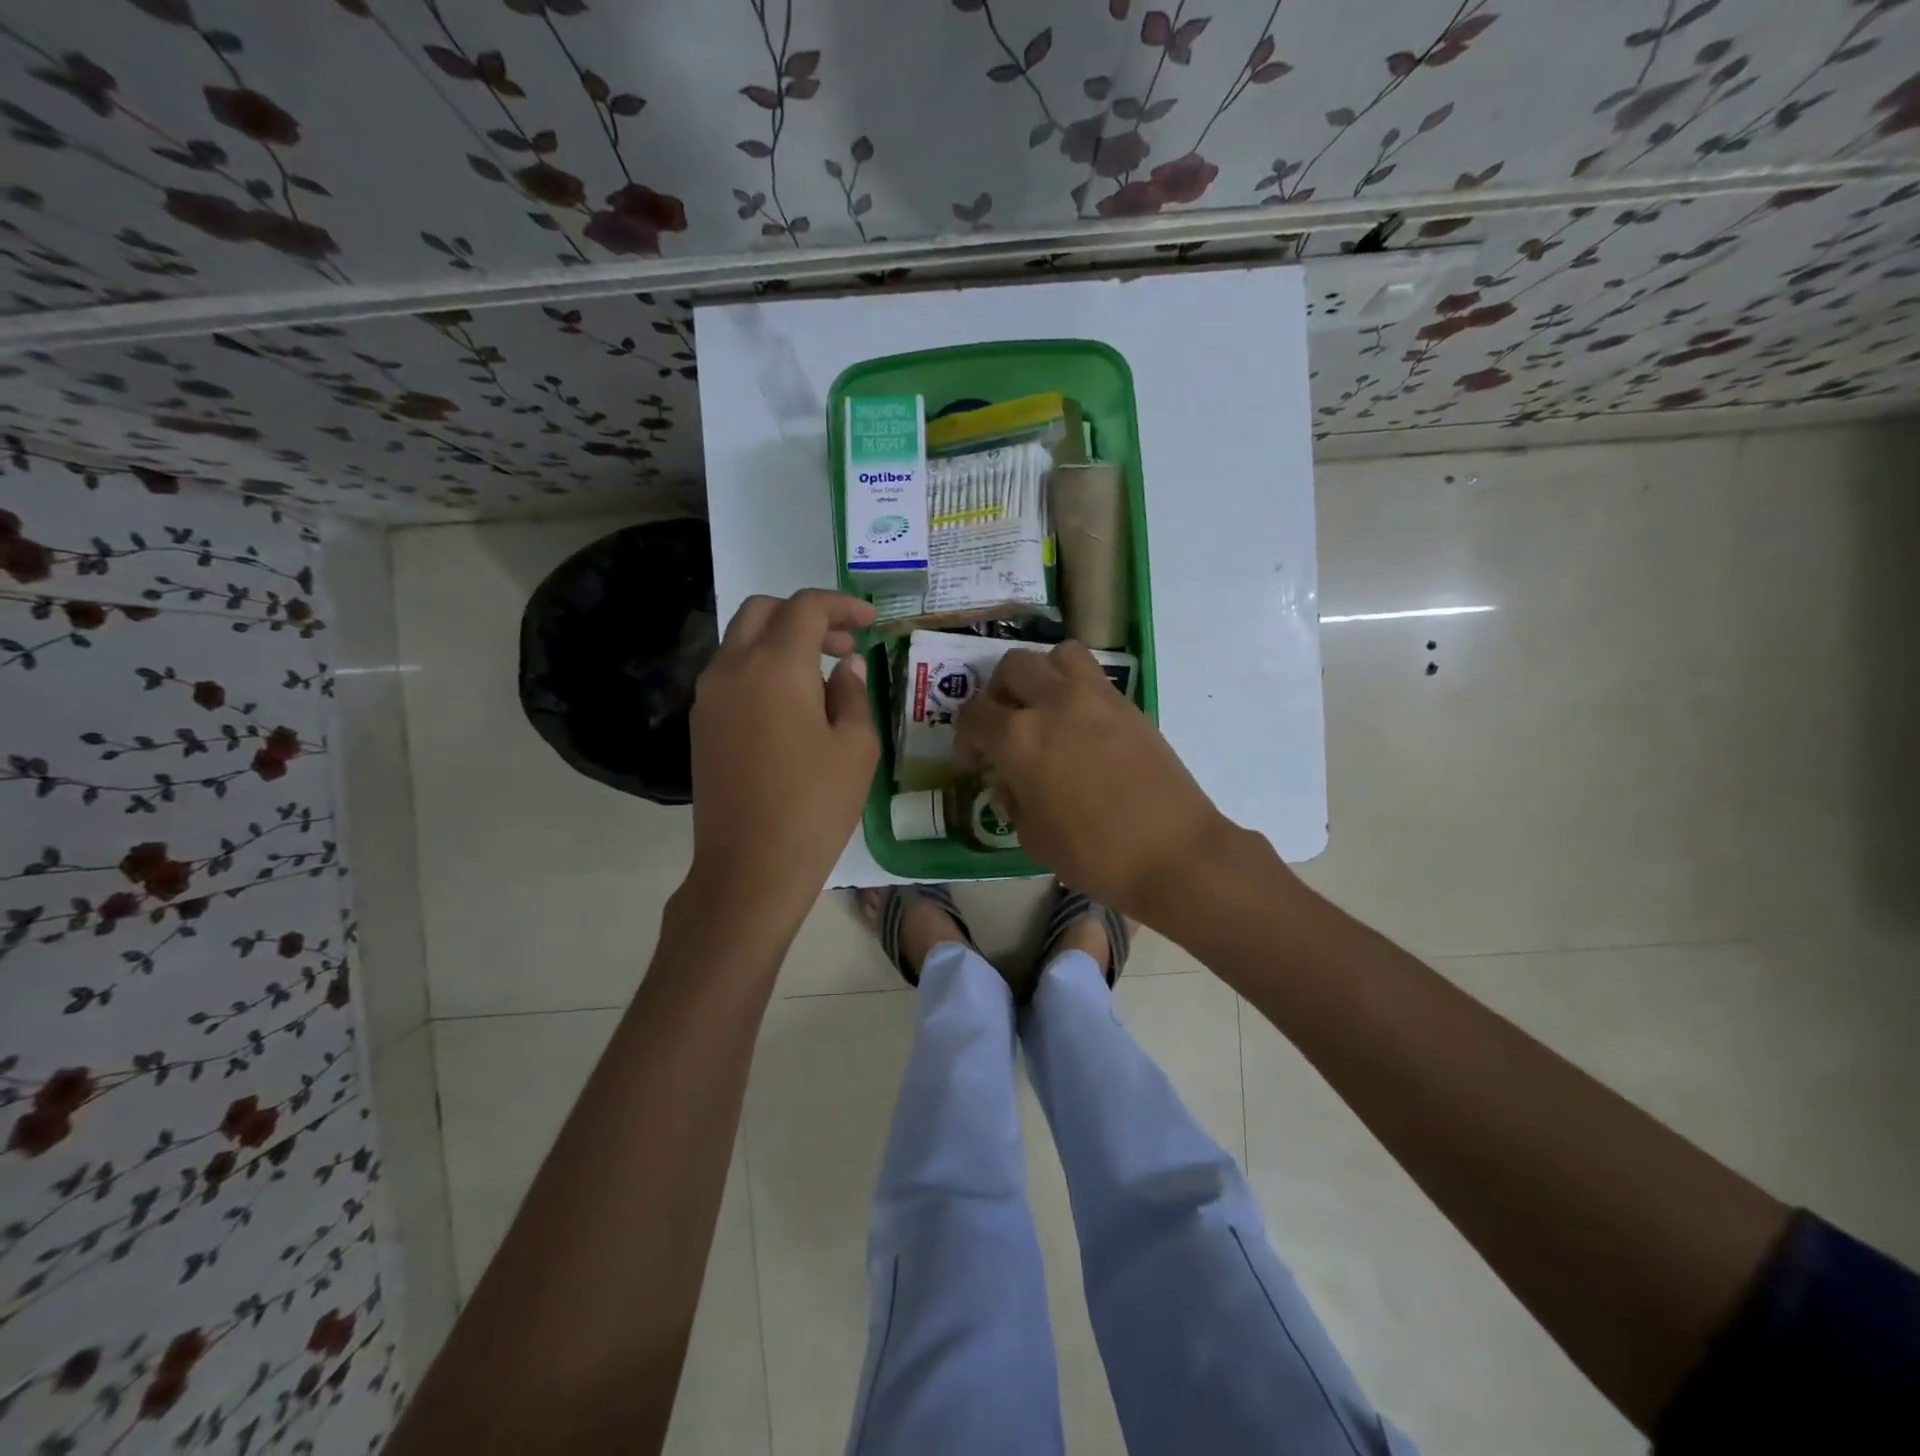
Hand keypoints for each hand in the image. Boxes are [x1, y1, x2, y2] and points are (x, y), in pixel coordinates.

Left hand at [684, 590, 877, 928]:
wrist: (749, 869)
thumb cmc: (815, 806)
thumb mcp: (856, 748)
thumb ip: (853, 695)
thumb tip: (847, 667)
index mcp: (775, 667)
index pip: (805, 608)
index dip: (841, 606)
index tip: (870, 622)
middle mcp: (733, 669)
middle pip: (763, 611)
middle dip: (806, 615)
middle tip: (843, 645)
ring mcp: (709, 697)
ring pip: (742, 640)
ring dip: (781, 641)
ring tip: (822, 676)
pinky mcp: (701, 724)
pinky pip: (731, 673)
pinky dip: (761, 667)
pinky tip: (792, 704)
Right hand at [956, 642, 1235, 918]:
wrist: (1174, 852)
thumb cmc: (1094, 854)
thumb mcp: (1033, 838)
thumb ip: (1013, 803)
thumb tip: (1011, 786)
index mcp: (1019, 737)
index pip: (974, 714)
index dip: (965, 737)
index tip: (973, 761)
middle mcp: (1053, 703)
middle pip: (1012, 666)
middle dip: (998, 692)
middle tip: (1004, 726)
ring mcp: (1095, 697)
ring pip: (1057, 655)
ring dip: (1042, 674)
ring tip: (1044, 708)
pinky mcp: (1129, 704)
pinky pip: (1092, 676)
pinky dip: (1076, 689)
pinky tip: (1080, 726)